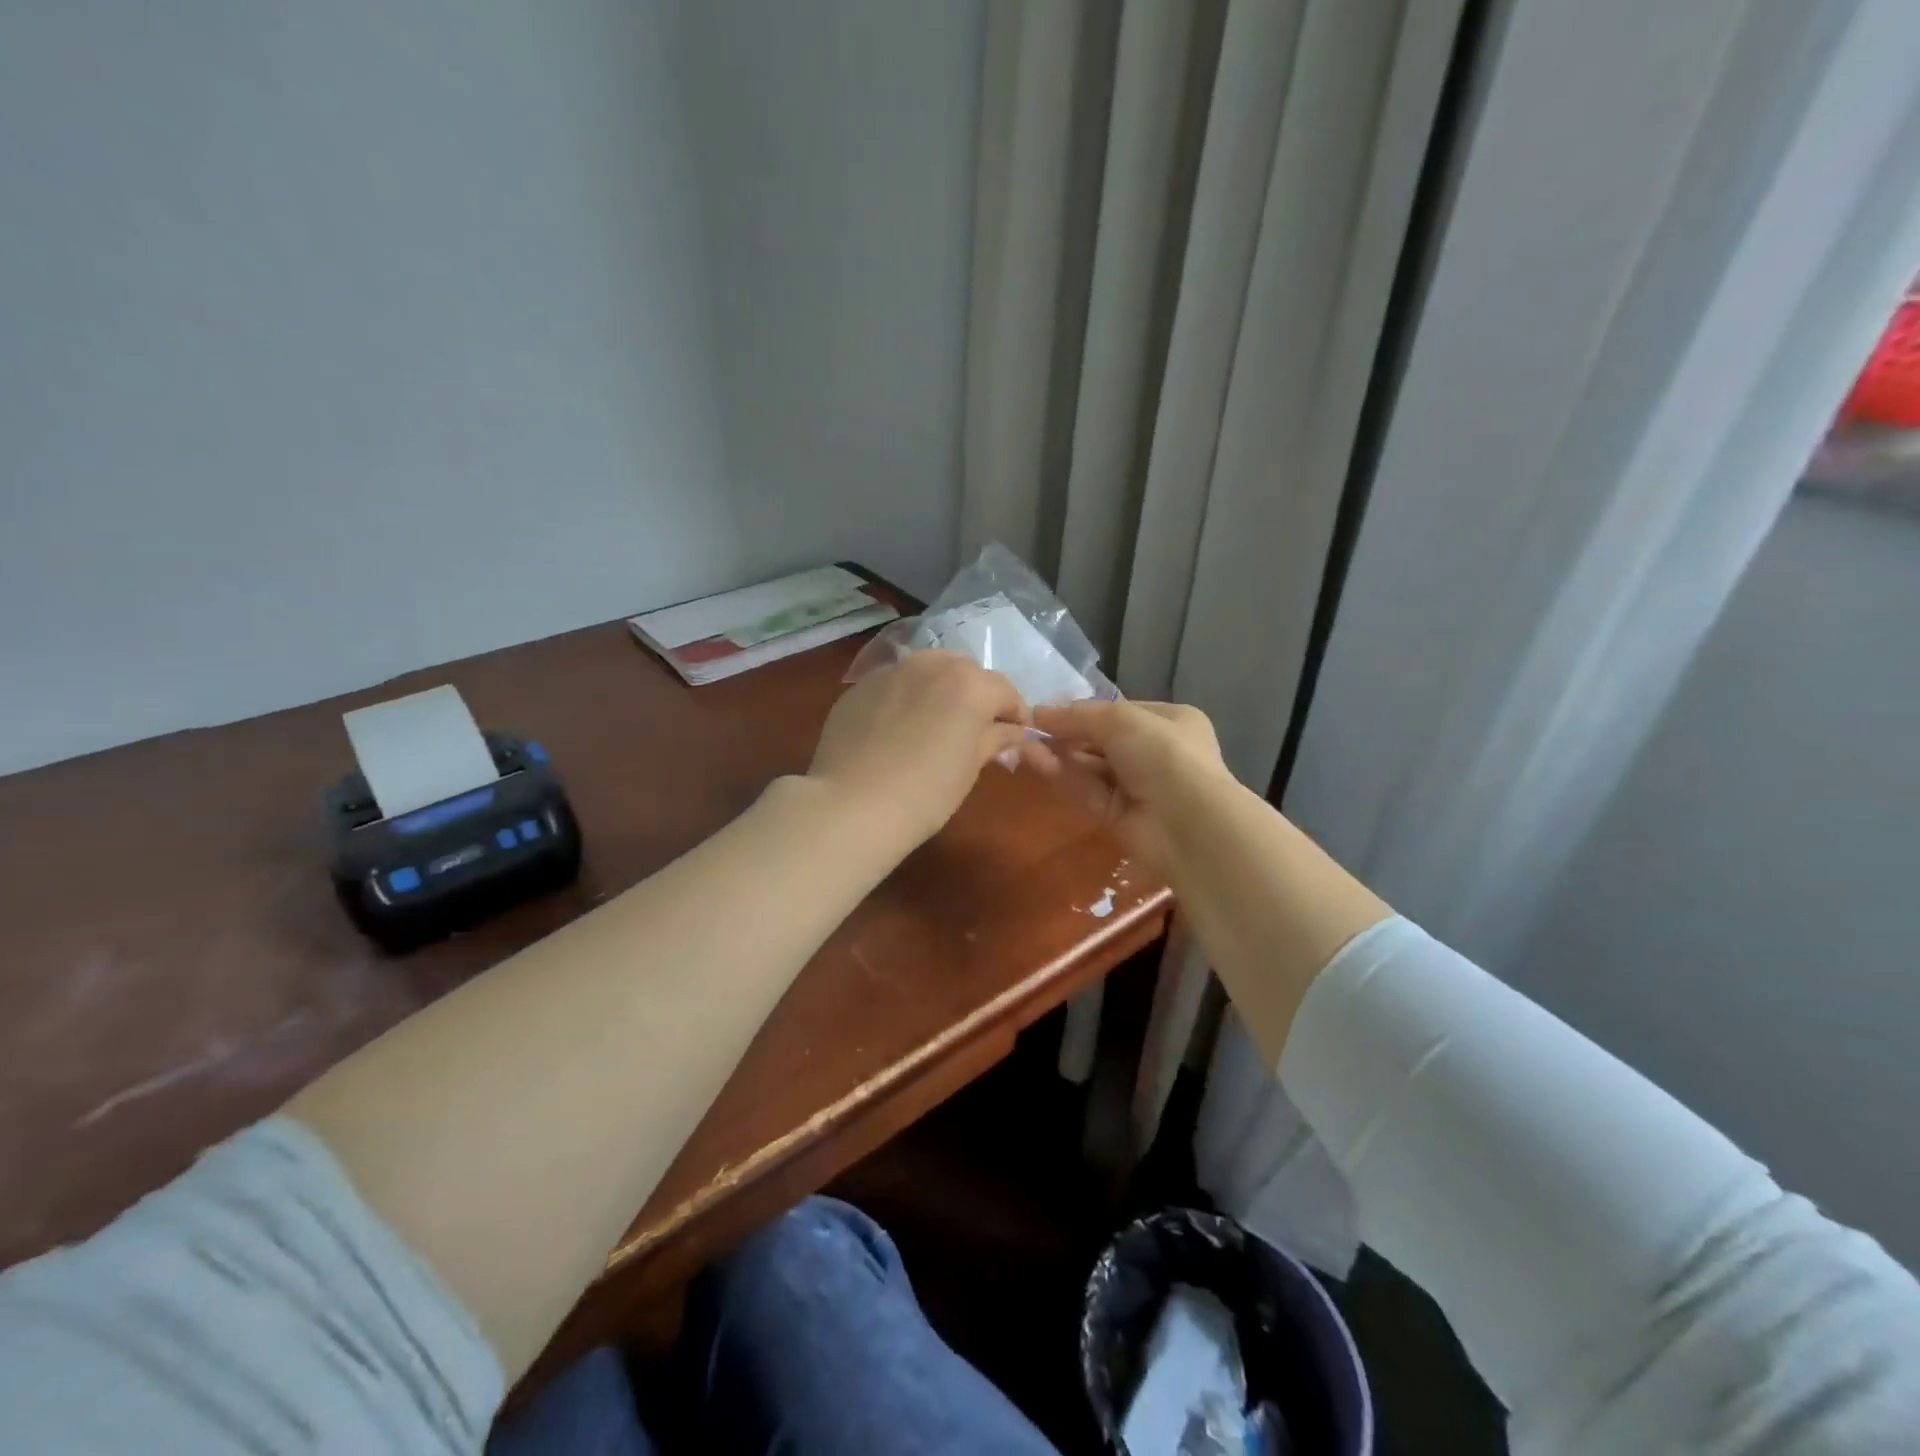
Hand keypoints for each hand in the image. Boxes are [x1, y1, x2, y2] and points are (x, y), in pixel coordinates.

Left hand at [808, 650, 1032, 847]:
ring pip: (928, 672)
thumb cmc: (926, 793)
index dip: (1017, 716)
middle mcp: (932, 664)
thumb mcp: (970, 767)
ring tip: (936, 726)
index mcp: (970, 683)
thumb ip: (995, 739)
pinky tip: (898, 732)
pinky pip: (895, 686)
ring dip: (940, 691)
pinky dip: (905, 700)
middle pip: (966, 673)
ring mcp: (891, 671)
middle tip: (976, 733)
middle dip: (978, 697)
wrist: (852, 805)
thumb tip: (1013, 733)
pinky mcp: (859, 687)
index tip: (1018, 740)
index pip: (1006, 692)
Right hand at [1027, 698, 1231, 870]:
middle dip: (1067, 735)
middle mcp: (1156, 752)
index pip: (1119, 712)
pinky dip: (1064, 777)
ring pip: (1091, 767)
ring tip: (1026, 746)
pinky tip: (1037, 764)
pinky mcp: (1120, 816)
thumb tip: (1039, 712)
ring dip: (1060, 755)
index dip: (1083, 711)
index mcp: (1170, 721)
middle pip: (1101, 740)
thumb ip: (1079, 715)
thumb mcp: (1121, 720)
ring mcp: (1139, 786)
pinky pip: (1088, 791)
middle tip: (1031, 730)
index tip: (1046, 711)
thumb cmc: (1164, 755)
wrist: (1189, 824)